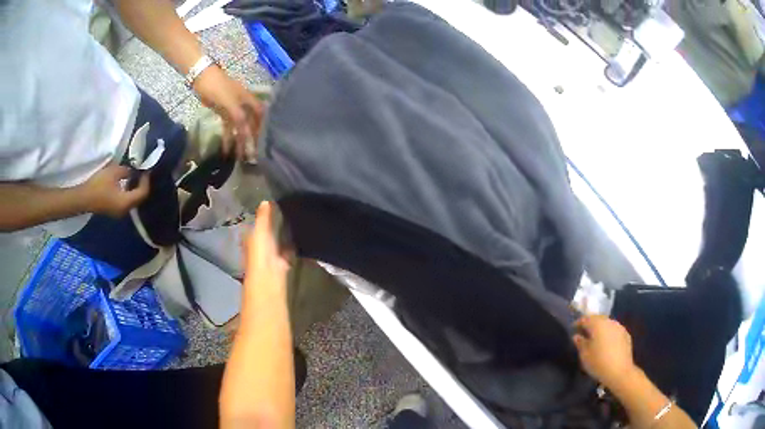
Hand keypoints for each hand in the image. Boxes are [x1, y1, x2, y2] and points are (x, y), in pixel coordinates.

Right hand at [78, 163, 149, 217]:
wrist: (83, 198)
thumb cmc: (99, 185)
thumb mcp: (114, 172)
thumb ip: (126, 171)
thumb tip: (132, 171)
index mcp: (126, 203)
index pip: (142, 193)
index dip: (146, 180)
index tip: (146, 169)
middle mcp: (125, 210)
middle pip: (139, 198)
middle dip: (142, 185)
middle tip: (142, 172)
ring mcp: (119, 212)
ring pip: (132, 200)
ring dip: (135, 188)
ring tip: (136, 175)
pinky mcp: (114, 210)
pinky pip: (126, 201)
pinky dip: (129, 192)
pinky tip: (127, 182)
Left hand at [193, 65, 262, 160]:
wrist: (202, 78)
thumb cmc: (218, 87)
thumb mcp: (230, 101)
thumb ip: (239, 116)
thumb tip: (246, 132)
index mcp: (248, 100)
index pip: (260, 115)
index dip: (263, 127)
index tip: (263, 142)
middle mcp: (244, 105)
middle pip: (251, 123)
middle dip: (251, 138)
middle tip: (251, 155)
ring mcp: (233, 109)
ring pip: (239, 127)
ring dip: (239, 140)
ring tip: (239, 156)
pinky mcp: (223, 112)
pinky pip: (228, 127)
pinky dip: (228, 137)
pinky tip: (226, 148)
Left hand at [243, 202, 289, 302]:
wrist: (269, 275)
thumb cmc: (260, 252)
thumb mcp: (261, 230)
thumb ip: (263, 216)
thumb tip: (265, 200)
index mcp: (250, 239)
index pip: (254, 226)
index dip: (260, 218)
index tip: (270, 206)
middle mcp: (259, 247)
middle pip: (265, 235)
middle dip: (272, 226)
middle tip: (284, 212)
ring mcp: (271, 256)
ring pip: (276, 243)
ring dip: (282, 236)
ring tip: (293, 222)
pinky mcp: (283, 263)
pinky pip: (287, 251)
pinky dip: (292, 246)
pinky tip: (299, 238)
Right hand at [573, 314, 637, 388]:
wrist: (619, 371)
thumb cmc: (599, 363)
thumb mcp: (585, 355)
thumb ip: (580, 343)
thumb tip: (577, 336)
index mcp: (598, 324)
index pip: (586, 318)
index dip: (578, 323)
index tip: (573, 328)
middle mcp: (609, 322)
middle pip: (598, 318)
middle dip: (591, 324)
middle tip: (584, 333)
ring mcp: (619, 327)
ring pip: (607, 324)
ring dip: (600, 328)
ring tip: (595, 338)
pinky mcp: (626, 334)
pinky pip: (614, 330)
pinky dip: (609, 334)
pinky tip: (606, 343)